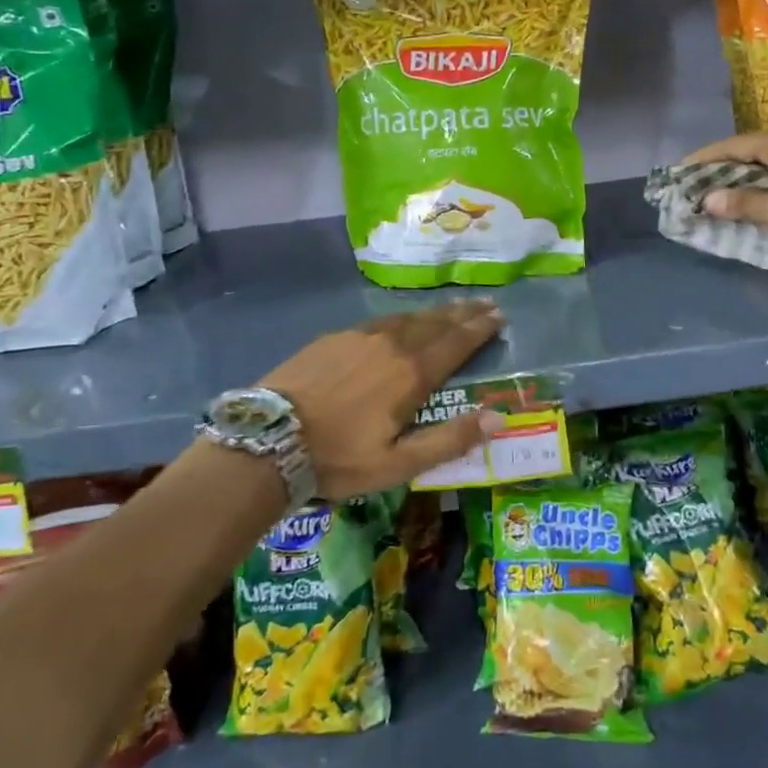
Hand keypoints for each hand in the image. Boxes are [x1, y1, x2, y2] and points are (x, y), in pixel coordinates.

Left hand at [261, 299, 507, 499]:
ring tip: (452, 308)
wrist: (268, 439)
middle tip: (485, 303)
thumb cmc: (338, 458)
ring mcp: (360, 337)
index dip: (480, 329)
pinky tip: (402, 321)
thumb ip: (449, 439)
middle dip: (463, 313)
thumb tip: (498, 417)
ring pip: (408, 318)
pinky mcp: (334, 338)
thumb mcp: (398, 463)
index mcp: (411, 374)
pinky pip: (380, 321)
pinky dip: (402, 318)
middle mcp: (392, 345)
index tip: (499, 317)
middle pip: (436, 323)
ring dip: (435, 312)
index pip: (456, 343)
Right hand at [681, 128, 767, 267]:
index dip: (704, 160)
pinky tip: (746, 206)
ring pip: (764, 170)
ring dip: (740, 184)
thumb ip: (743, 203)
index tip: (679, 172)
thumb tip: (708, 199)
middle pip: (748, 156)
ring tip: (713, 198)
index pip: (734, 146)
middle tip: (693, 187)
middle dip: (720, 172)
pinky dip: (759, 193)